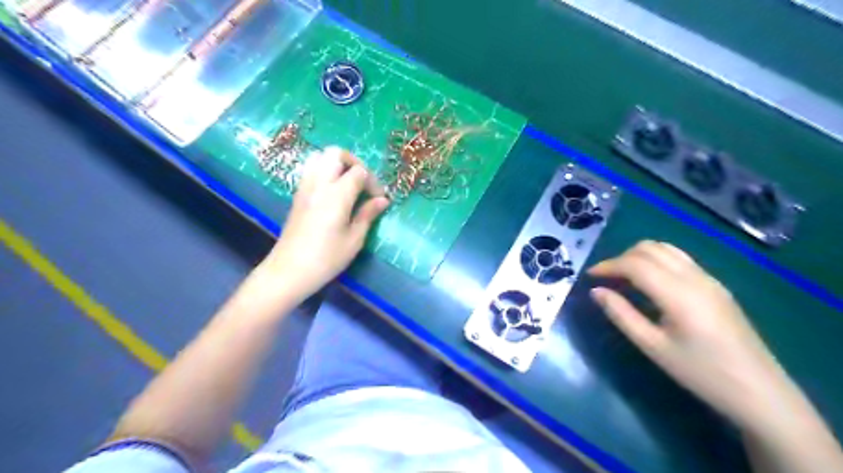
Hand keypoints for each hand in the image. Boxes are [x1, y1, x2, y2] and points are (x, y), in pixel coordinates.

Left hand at [260, 146, 389, 298]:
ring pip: (319, 157)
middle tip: (363, 182)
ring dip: (337, 164)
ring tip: (348, 184)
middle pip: (336, 153)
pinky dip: (324, 171)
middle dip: (354, 162)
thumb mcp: (354, 239)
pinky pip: (310, 170)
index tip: (379, 199)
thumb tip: (382, 200)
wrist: (289, 271)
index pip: (359, 171)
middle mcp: (319, 184)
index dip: (373, 182)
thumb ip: (368, 215)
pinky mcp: (297, 195)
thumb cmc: (326, 258)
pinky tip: (333, 193)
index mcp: (337, 195)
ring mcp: (305, 187)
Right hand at [587, 243, 791, 429]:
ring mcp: (709, 279)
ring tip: (624, 277)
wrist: (760, 392)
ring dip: (639, 256)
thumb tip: (596, 291)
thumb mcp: (653, 347)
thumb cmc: (701, 373)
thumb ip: (621, 315)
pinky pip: (679, 259)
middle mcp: (694, 278)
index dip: (608, 265)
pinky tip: (650, 282)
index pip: (635, 264)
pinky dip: (656, 260)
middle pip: (650, 249)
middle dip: (621, 258)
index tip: (590, 276)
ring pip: (666, 249)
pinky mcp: (716, 286)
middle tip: (606, 279)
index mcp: (678, 293)